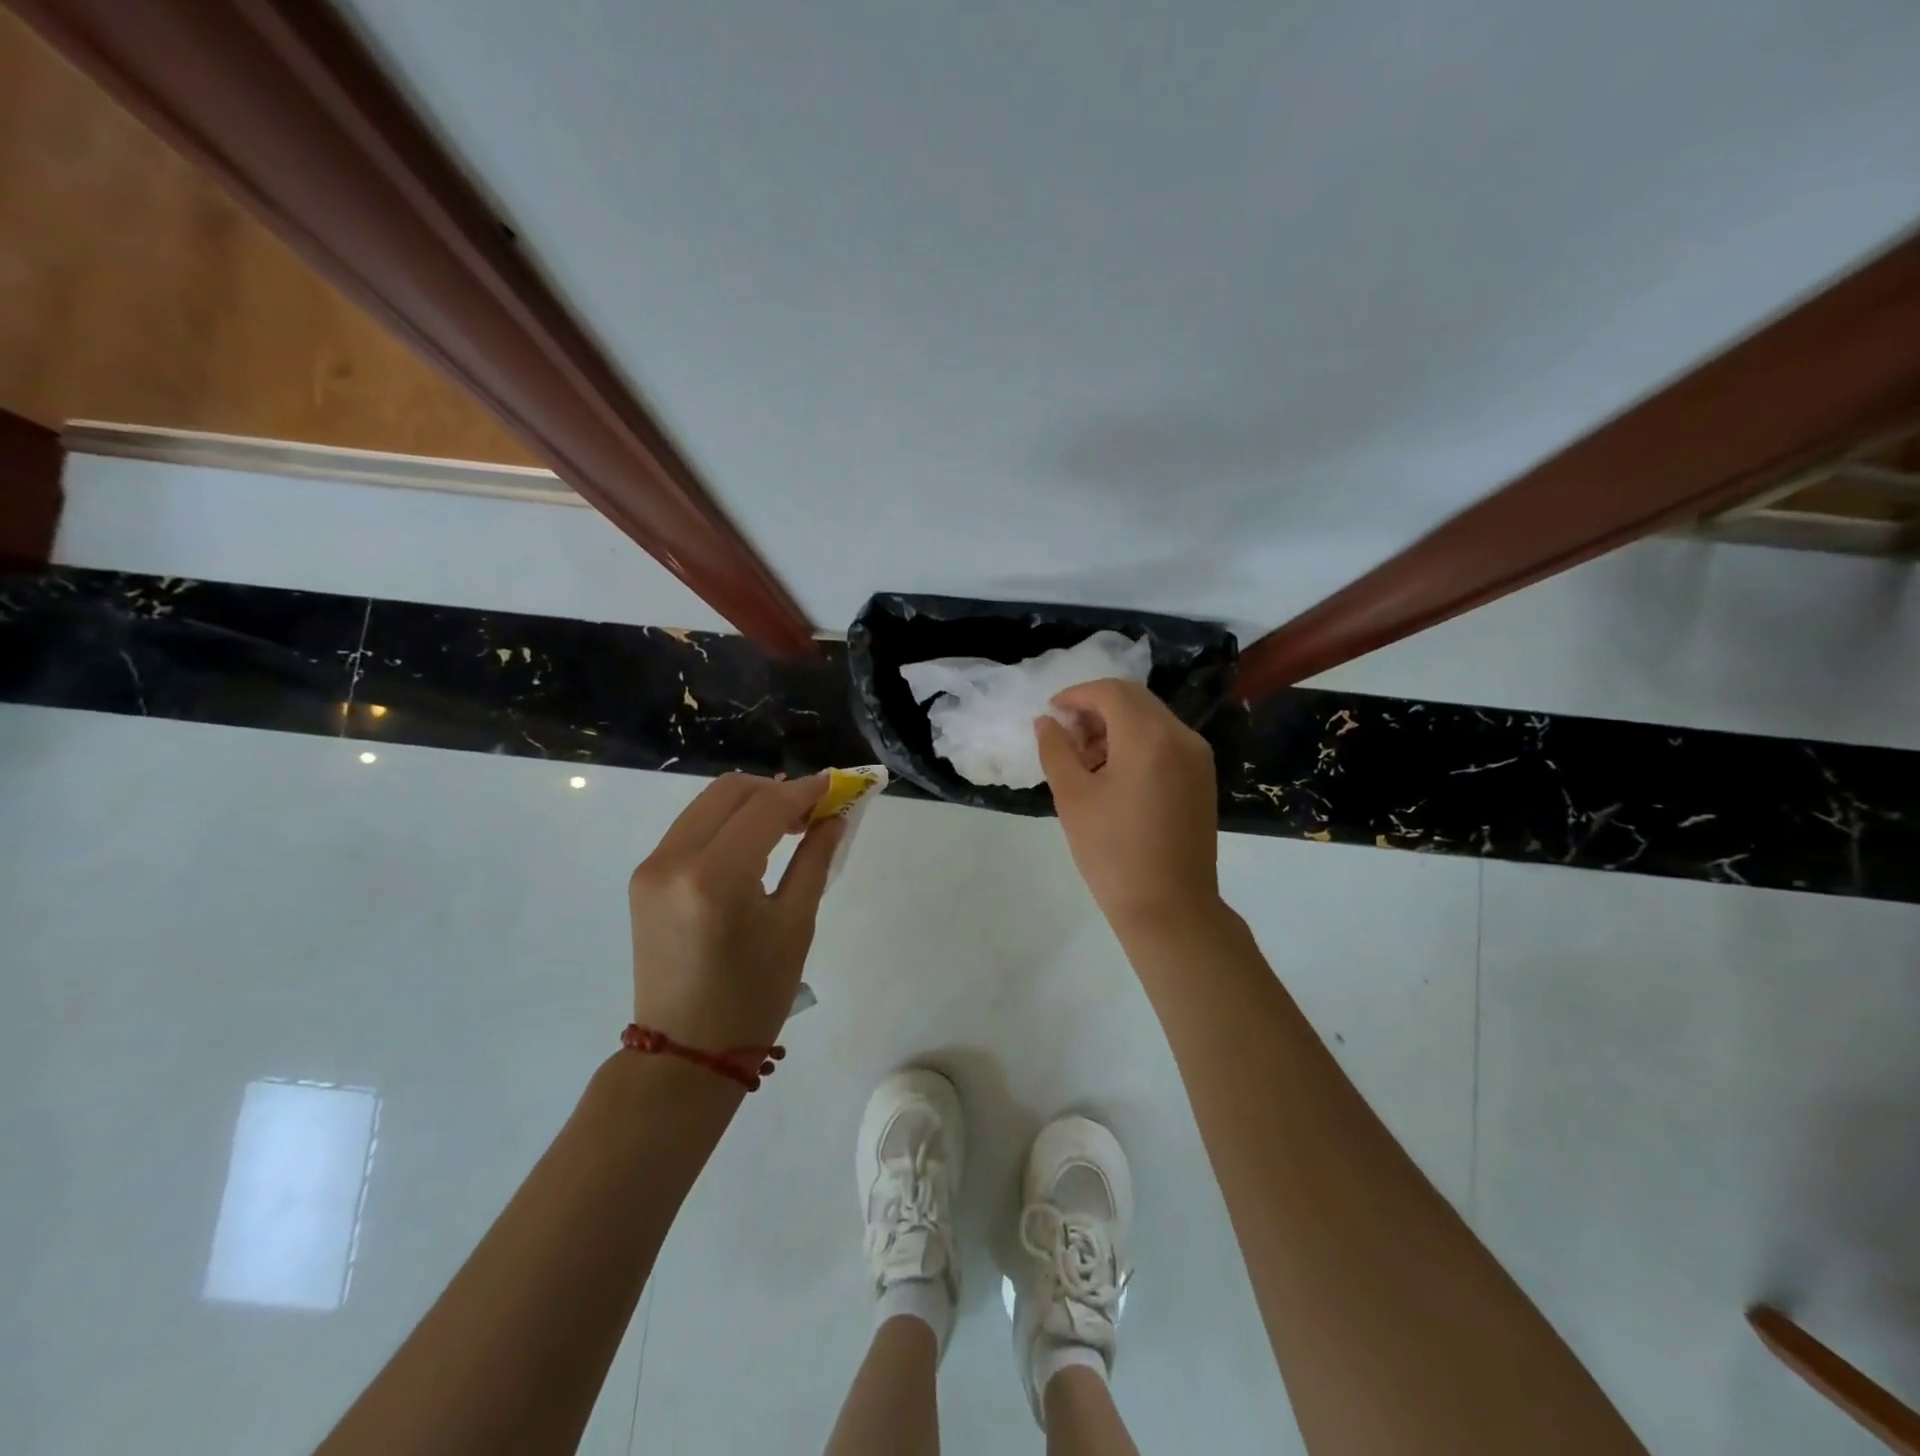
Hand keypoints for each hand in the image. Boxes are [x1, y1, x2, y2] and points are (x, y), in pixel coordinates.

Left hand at [628, 772, 844, 1051]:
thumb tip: (834, 816)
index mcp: (715, 876)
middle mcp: (673, 859)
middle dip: (777, 790)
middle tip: (813, 811)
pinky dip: (726, 822)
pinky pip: (691, 827)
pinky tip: (753, 843)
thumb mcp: (795, 924)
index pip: (765, 806)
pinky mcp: (644, 877)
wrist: (685, 1051)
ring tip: (788, 826)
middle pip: (730, 791)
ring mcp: (652, 866)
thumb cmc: (753, 995)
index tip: (838, 786)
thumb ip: (815, 859)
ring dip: (751, 803)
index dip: (806, 791)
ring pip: (708, 804)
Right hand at [1035, 679, 1219, 932]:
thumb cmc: (1113, 853)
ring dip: (1115, 726)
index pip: (1110, 692)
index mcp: (1149, 737)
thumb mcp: (1073, 798)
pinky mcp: (1202, 777)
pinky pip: (1165, 741)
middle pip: (1134, 700)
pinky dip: (1136, 743)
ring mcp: (1198, 757)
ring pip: (1150, 719)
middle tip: (1066, 737)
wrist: (1170, 908)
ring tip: (1086, 762)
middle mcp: (1181, 736)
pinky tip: (1114, 775)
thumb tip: (1046, 722)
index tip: (1051, 714)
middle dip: (1095, 709)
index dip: (1076, 695)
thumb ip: (1056, 750)